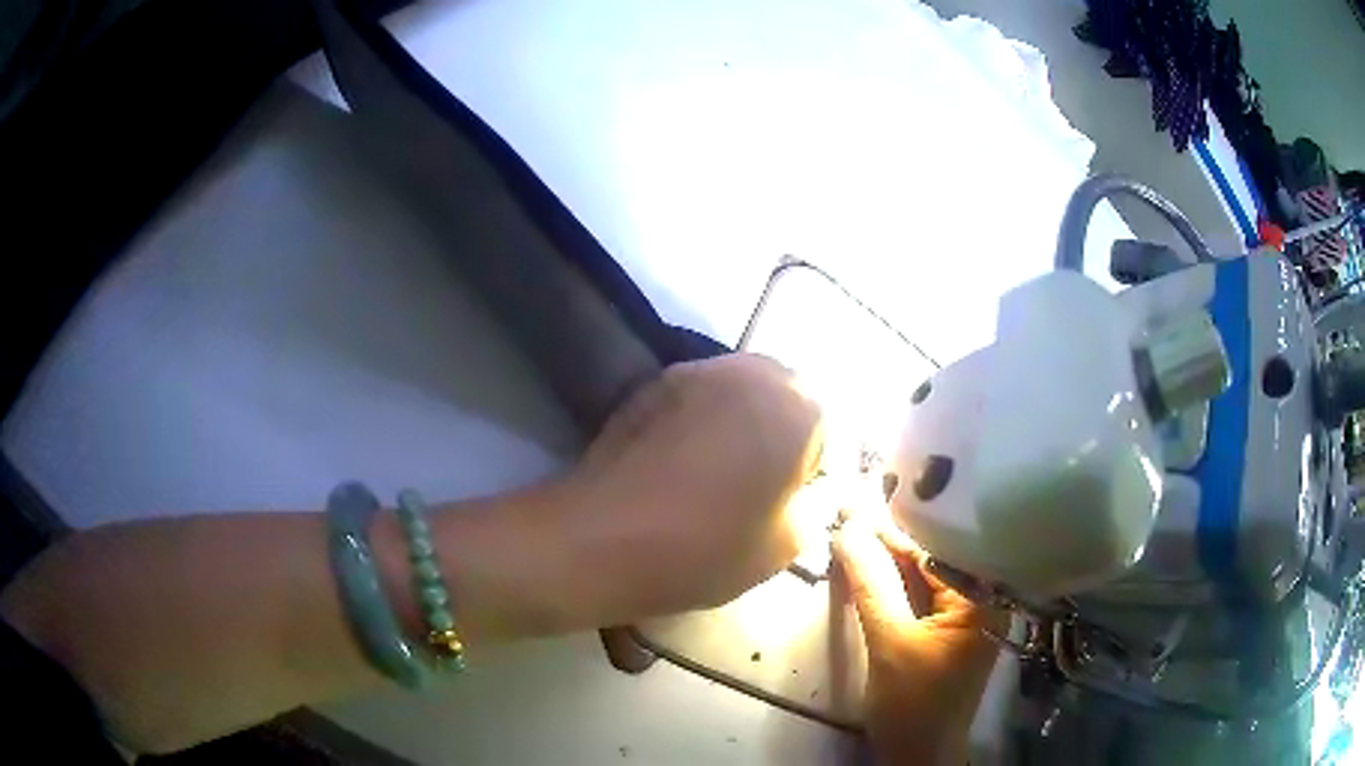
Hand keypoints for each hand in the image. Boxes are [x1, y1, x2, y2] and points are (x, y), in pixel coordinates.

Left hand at [558, 353, 823, 622]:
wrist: (601, 537)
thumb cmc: (706, 547)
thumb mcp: (785, 545)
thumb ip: (810, 507)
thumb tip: (803, 491)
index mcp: (797, 407)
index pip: (828, 429)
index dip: (812, 468)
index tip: (789, 502)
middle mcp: (751, 371)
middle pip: (785, 395)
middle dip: (782, 432)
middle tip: (760, 483)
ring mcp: (696, 369)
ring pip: (740, 389)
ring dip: (741, 421)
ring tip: (719, 471)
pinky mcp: (652, 383)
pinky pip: (698, 396)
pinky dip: (702, 420)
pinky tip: (680, 462)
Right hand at [833, 511, 1002, 765]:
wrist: (916, 755)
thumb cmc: (912, 703)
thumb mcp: (890, 642)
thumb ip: (872, 585)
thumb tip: (848, 529)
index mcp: (985, 597)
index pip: (942, 547)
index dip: (900, 525)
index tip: (860, 503)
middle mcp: (983, 598)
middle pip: (935, 557)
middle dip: (894, 540)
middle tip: (852, 512)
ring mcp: (966, 615)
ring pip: (926, 576)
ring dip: (891, 560)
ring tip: (854, 530)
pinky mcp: (947, 629)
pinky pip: (921, 595)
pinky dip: (895, 583)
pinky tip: (869, 567)